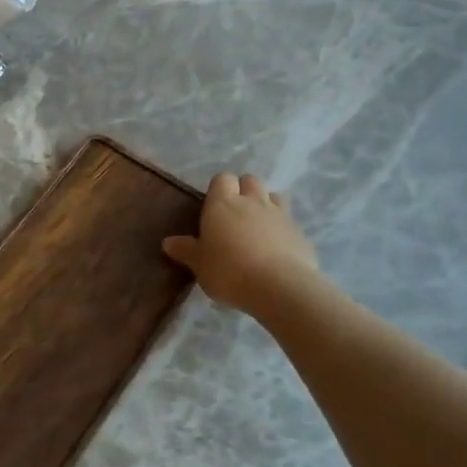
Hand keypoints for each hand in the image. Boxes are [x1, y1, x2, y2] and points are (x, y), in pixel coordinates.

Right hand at [164, 172, 318, 314]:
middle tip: (235, 214)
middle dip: (244, 190)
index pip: (222, 179)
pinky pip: (289, 220)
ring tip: (258, 226)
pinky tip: (277, 248)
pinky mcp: (299, 232)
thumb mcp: (200, 265)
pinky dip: (282, 228)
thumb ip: (186, 250)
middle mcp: (252, 201)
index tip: (214, 207)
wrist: (279, 287)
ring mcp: (279, 214)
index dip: (219, 189)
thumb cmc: (229, 272)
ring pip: (273, 195)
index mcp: (222, 204)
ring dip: (266, 203)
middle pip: (250, 180)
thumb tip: (167, 242)